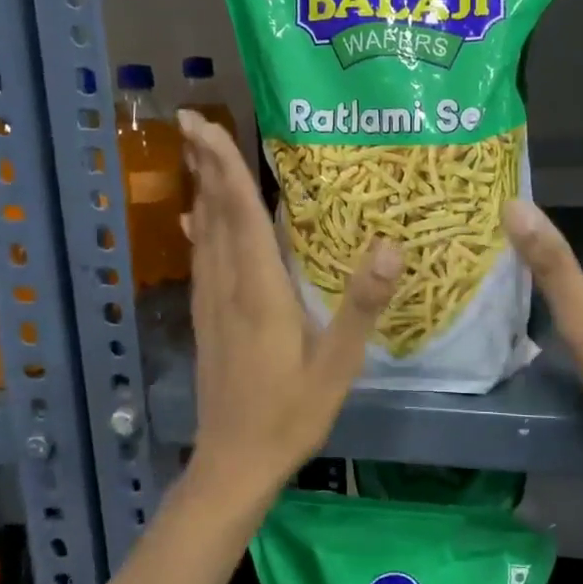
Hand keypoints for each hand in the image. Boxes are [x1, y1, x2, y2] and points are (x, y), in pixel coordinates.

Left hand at [179, 110, 401, 502]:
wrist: (233, 463)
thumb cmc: (290, 415)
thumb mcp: (338, 365)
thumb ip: (361, 305)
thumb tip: (389, 246)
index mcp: (259, 292)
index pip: (239, 215)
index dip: (224, 166)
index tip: (203, 125)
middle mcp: (228, 288)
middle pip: (214, 214)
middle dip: (205, 165)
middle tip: (193, 120)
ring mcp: (211, 304)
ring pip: (203, 234)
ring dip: (201, 190)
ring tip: (198, 155)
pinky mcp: (207, 320)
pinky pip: (202, 260)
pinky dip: (199, 229)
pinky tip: (194, 220)